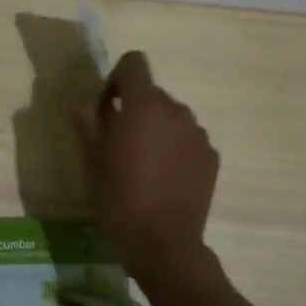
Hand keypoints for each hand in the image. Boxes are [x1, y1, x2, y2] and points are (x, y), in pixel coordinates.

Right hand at [93, 52, 219, 276]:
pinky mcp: (211, 157)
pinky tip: (165, 180)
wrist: (162, 242)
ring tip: (144, 165)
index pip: (134, 62)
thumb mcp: (94, 158)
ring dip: (157, 130)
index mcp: (144, 104)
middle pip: (153, 94)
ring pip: (172, 118)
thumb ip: (97, 121)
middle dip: (136, 110)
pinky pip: (188, 141)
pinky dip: (175, 150)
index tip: (108, 107)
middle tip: (120, 143)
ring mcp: (198, 134)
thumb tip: (99, 106)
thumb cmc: (118, 197)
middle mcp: (176, 110)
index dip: (117, 79)